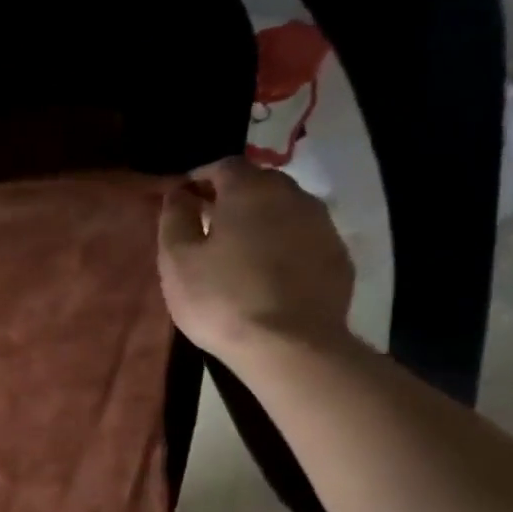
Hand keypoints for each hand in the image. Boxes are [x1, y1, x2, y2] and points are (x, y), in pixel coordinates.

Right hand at [157, 158, 354, 364]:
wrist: (290, 346)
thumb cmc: (222, 299)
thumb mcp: (177, 261)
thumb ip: (174, 219)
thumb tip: (178, 194)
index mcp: (250, 190)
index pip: (222, 166)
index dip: (199, 179)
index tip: (183, 200)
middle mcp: (293, 195)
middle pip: (258, 183)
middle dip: (232, 197)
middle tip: (208, 225)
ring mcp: (322, 225)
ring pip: (284, 209)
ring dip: (260, 220)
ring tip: (238, 251)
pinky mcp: (337, 256)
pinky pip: (303, 238)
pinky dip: (283, 244)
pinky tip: (268, 273)